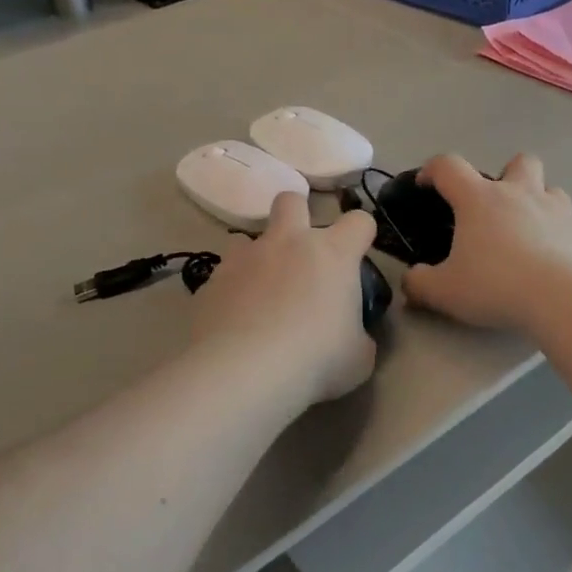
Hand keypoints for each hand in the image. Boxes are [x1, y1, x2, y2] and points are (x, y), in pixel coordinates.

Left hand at [189, 193, 378, 403]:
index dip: (361, 234)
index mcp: (332, 254)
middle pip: (291, 201)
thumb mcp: (358, 357)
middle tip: (301, 254)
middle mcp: (288, 243)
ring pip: (245, 238)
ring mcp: (244, 259)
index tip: (357, 256)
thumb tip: (353, 337)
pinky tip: (233, 323)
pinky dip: (230, 293)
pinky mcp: (210, 281)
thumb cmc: (316, 359)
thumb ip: (358, 336)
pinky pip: (222, 276)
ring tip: (259, 293)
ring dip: (255, 258)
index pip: (359, 221)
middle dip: (297, 215)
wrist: (244, 371)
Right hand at [401, 154, 571, 331]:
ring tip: (530, 234)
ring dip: (540, 203)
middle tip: (498, 208)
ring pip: (552, 190)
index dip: (432, 170)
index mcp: (480, 200)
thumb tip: (411, 280)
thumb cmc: (496, 286)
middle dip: (509, 174)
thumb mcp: (444, 292)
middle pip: (519, 161)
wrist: (563, 299)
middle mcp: (521, 194)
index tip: (426, 185)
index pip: (448, 166)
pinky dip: (562, 237)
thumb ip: (420, 284)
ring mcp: (558, 210)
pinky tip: (557, 262)